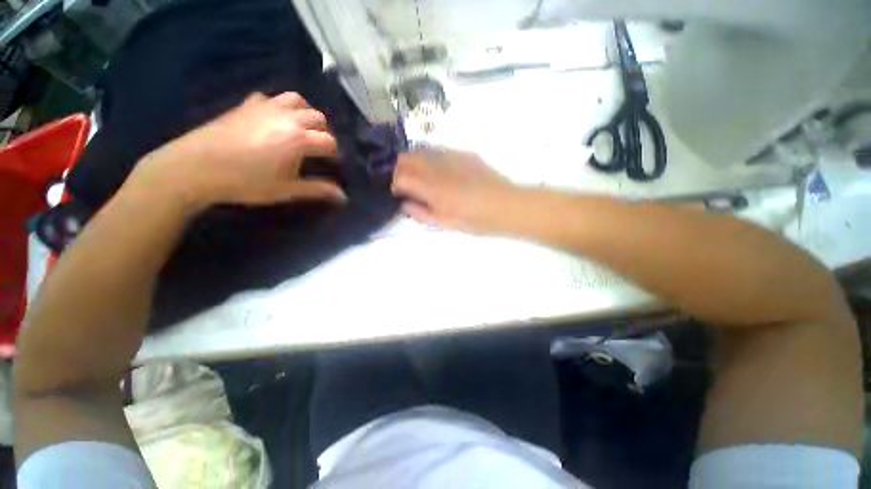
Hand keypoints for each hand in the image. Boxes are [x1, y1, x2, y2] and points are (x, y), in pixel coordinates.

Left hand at [131, 92, 346, 209]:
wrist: (196, 167)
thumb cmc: (246, 182)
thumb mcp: (287, 190)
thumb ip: (318, 190)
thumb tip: (344, 197)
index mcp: (299, 139)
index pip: (329, 142)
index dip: (335, 154)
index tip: (332, 164)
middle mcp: (287, 117)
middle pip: (318, 117)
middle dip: (324, 132)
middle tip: (318, 148)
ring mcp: (266, 107)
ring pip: (297, 100)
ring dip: (305, 113)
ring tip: (301, 128)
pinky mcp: (247, 105)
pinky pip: (271, 97)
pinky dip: (280, 106)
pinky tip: (274, 120)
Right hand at [391, 149, 522, 233]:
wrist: (506, 206)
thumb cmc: (475, 220)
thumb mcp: (445, 223)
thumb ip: (421, 213)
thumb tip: (405, 204)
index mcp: (432, 188)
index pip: (401, 177)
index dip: (394, 184)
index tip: (397, 192)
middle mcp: (438, 167)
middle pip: (408, 158)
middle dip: (400, 169)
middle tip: (405, 183)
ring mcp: (452, 157)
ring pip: (422, 150)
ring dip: (414, 161)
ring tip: (419, 175)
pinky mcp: (465, 154)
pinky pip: (440, 150)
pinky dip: (431, 158)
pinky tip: (439, 169)